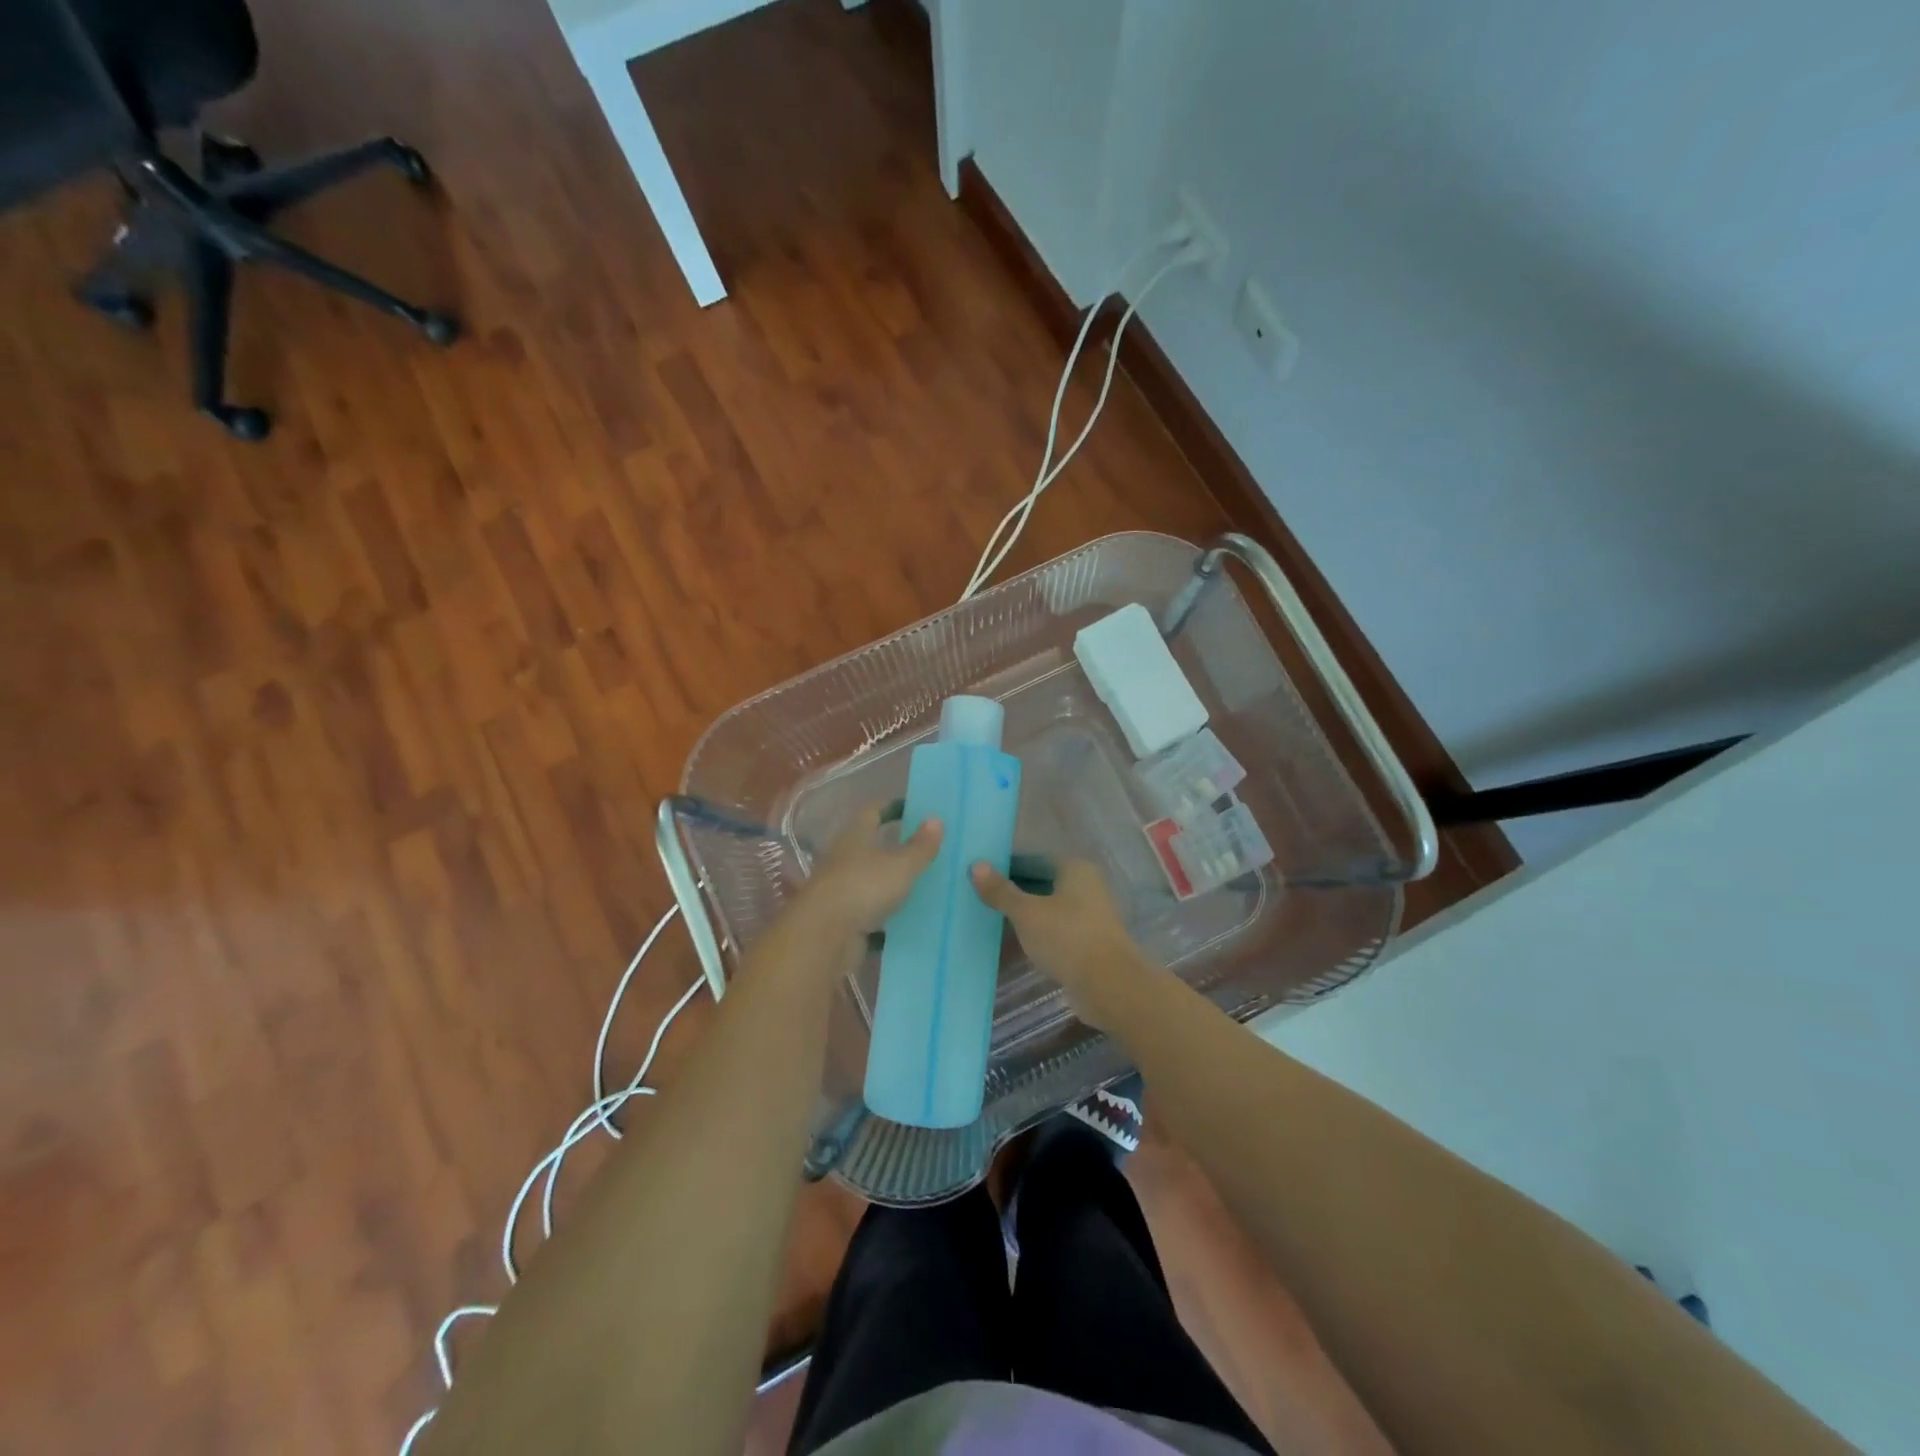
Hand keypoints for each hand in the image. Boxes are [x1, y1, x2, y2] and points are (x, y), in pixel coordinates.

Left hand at [796, 802, 942, 939]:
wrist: (823, 936)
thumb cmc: (863, 887)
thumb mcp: (901, 865)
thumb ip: (920, 846)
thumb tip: (936, 819)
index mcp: (855, 835)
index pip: (872, 811)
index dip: (891, 807)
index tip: (913, 809)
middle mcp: (843, 858)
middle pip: (869, 845)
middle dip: (894, 845)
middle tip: (925, 847)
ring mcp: (840, 889)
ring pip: (869, 879)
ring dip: (890, 880)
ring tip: (922, 882)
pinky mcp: (842, 918)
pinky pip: (869, 910)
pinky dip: (885, 912)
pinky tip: (907, 917)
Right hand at [970, 859, 1152, 1031]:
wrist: (1109, 986)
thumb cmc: (1067, 938)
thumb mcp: (1027, 913)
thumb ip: (1001, 891)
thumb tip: (976, 865)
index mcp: (1075, 869)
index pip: (1035, 858)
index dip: (1007, 865)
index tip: (981, 875)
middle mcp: (1086, 886)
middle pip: (1042, 882)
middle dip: (1014, 891)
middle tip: (981, 897)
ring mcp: (1089, 916)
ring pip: (1048, 908)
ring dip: (1025, 914)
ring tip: (991, 919)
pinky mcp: (1088, 942)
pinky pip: (1055, 930)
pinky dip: (1037, 933)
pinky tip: (1013, 942)